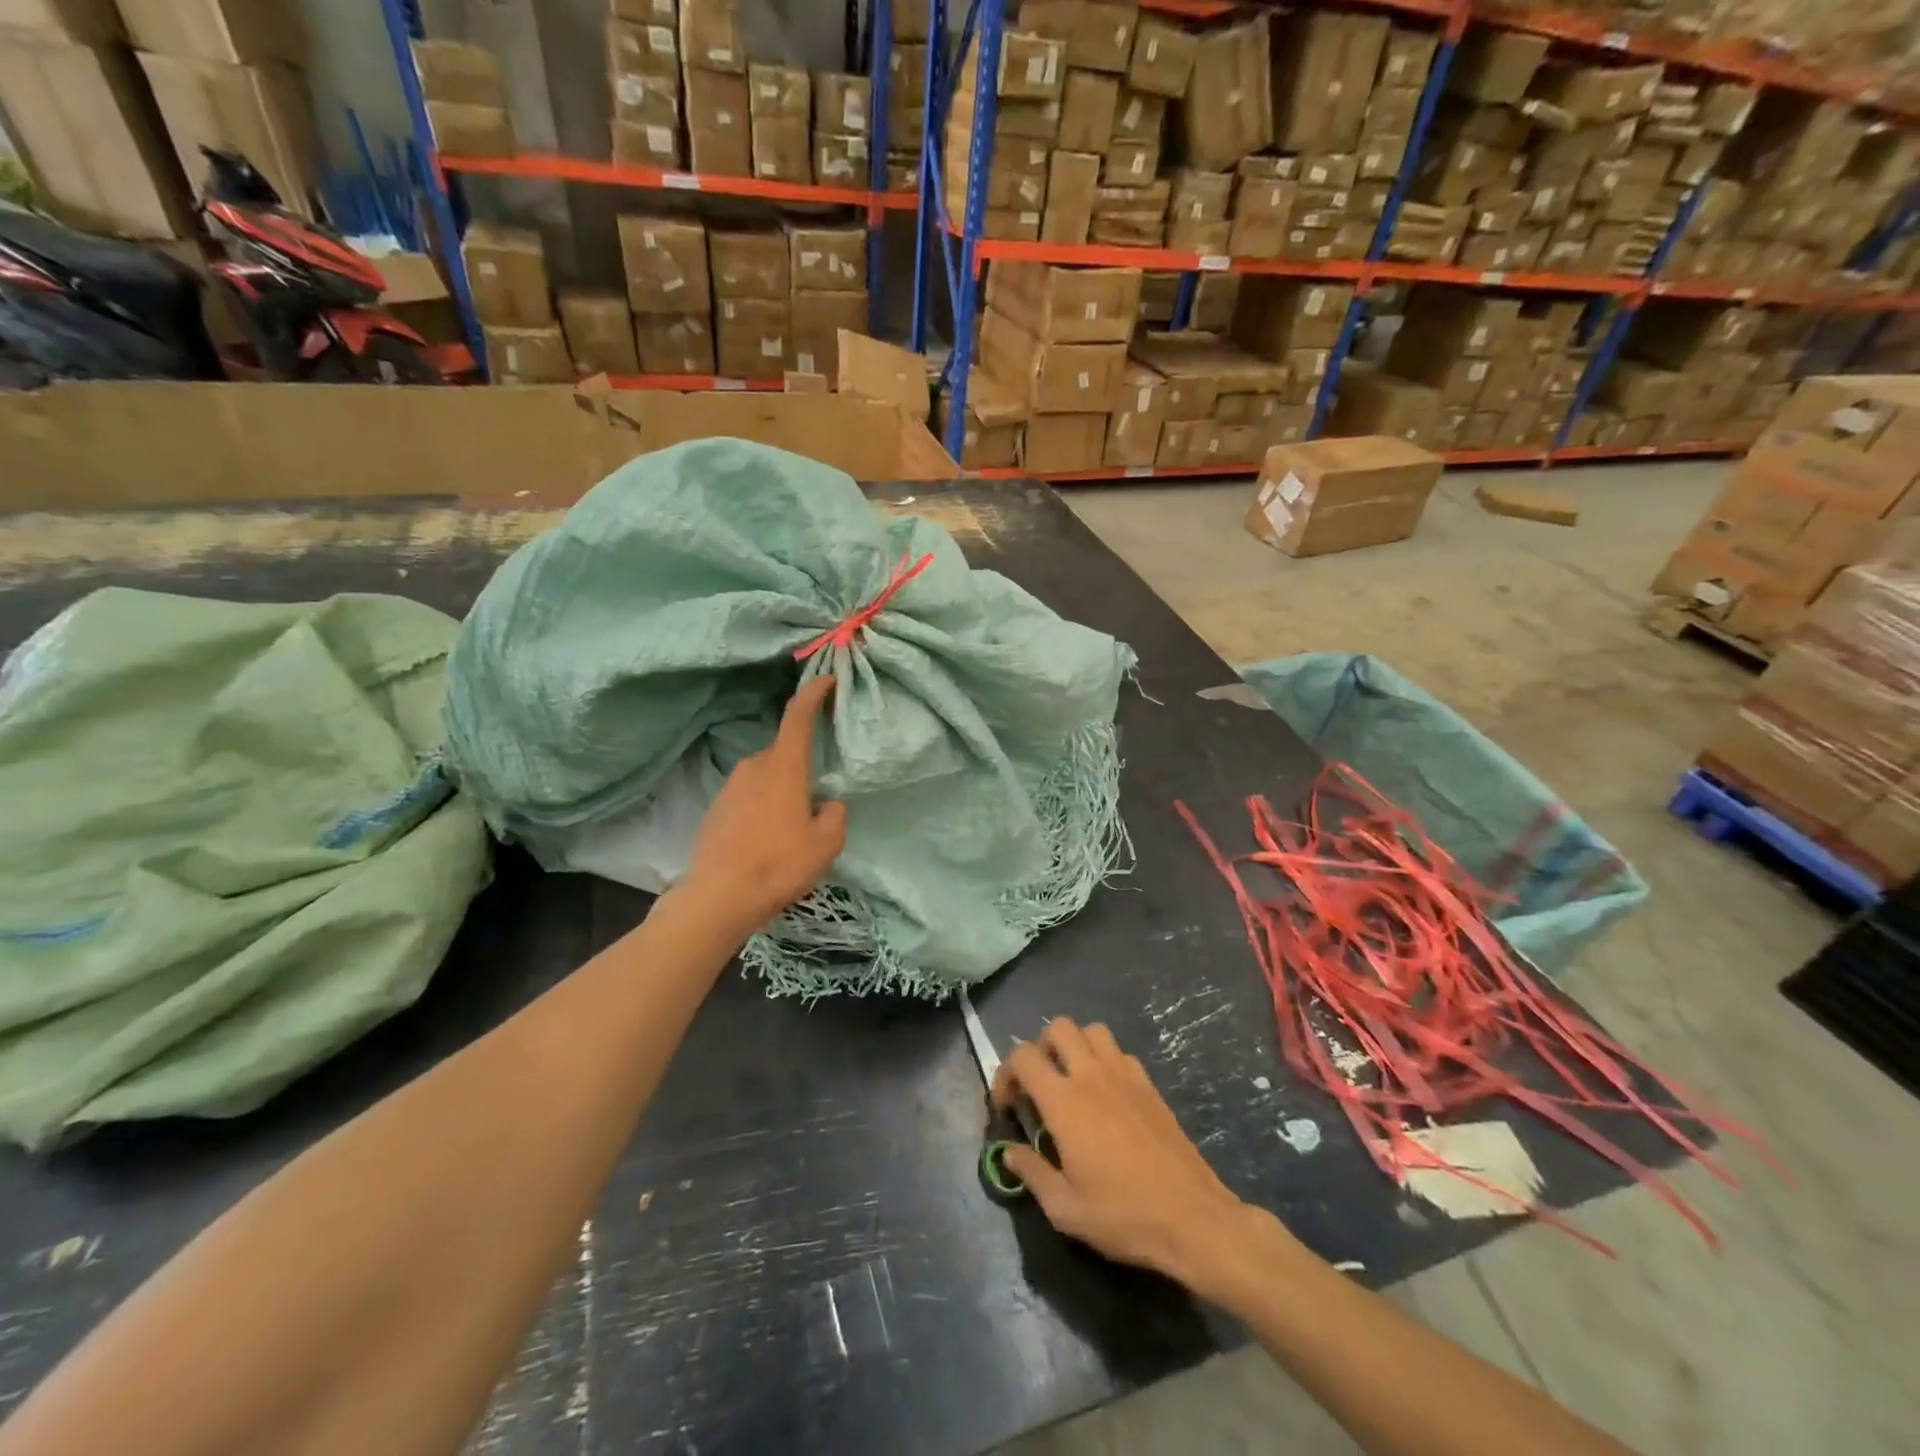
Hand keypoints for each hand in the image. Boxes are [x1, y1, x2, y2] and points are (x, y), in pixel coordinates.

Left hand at [680, 676, 846, 936]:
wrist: (718, 897)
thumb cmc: (779, 864)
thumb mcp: (827, 843)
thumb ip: (834, 814)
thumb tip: (826, 804)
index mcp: (783, 767)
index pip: (798, 716)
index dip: (813, 693)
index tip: (826, 680)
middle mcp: (753, 767)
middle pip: (783, 752)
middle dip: (801, 765)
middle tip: (817, 797)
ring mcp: (729, 787)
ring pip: (765, 777)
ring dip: (781, 790)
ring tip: (792, 827)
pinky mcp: (715, 809)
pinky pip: (748, 797)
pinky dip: (762, 808)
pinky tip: (767, 840)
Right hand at [992, 1018, 1253, 1285]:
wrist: (1192, 1218)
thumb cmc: (1124, 1215)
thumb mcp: (1066, 1209)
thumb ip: (1032, 1173)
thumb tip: (1009, 1152)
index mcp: (1065, 1102)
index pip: (1023, 1057)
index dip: (1006, 1073)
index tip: (1007, 1105)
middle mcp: (1092, 1076)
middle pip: (1058, 1027)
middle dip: (1040, 1047)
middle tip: (1039, 1083)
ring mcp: (1125, 1075)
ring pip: (1092, 1030)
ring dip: (1075, 1045)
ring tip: (1071, 1080)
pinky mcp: (1149, 1084)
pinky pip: (1120, 1052)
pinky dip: (1105, 1060)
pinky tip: (1106, 1095)